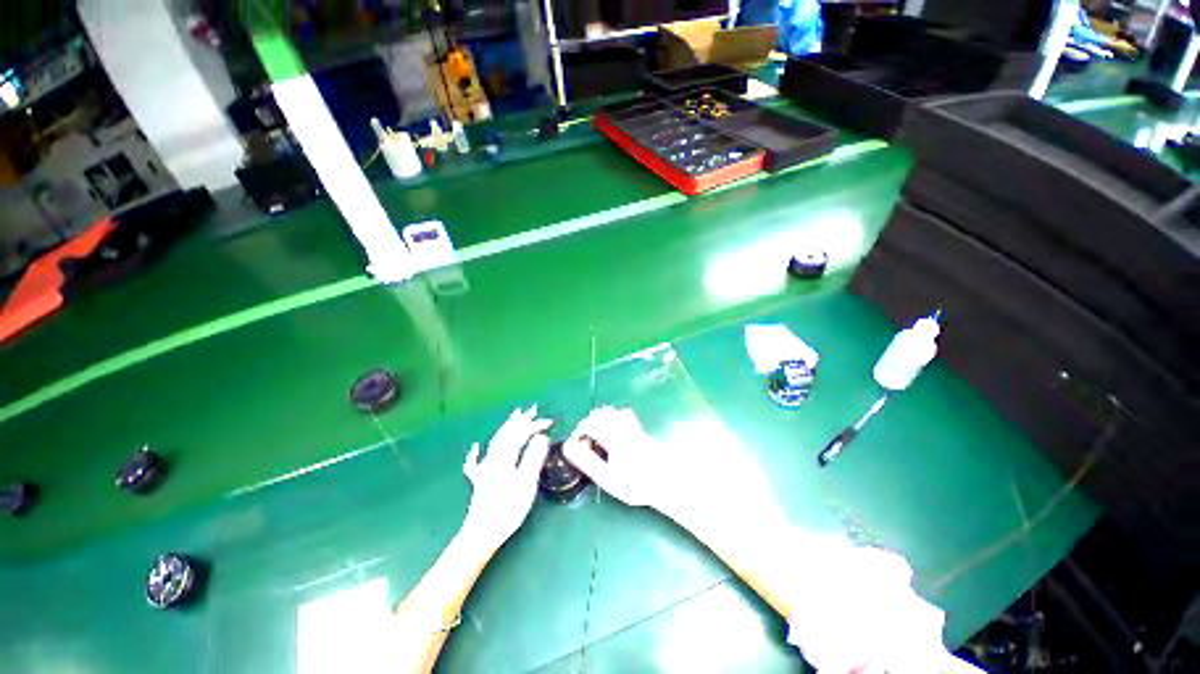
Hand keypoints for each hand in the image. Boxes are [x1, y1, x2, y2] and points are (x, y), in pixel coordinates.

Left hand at [460, 406, 552, 551]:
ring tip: (514, 417)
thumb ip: (533, 457)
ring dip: (506, 428)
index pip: (520, 434)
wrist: (482, 533)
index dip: (534, 425)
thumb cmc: (507, 508)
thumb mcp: (526, 482)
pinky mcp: (480, 479)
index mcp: (505, 456)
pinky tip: (475, 446)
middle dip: (520, 420)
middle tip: (532, 409)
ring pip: (495, 441)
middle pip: (506, 433)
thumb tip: (541, 437)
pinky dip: (478, 451)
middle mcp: (493, 457)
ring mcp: (485, 468)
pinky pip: (477, 460)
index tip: (550, 421)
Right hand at [562, 406, 663, 508]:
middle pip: (596, 415)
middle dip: (586, 428)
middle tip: (586, 447)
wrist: (665, 481)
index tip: (576, 449)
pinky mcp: (637, 425)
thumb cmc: (636, 483)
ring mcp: (631, 422)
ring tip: (598, 443)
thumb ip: (586, 461)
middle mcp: (622, 424)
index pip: (588, 424)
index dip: (578, 435)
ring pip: (607, 412)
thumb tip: (568, 447)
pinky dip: (609, 420)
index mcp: (613, 435)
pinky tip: (612, 437)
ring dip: (597, 423)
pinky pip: (618, 414)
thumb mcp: (607, 478)